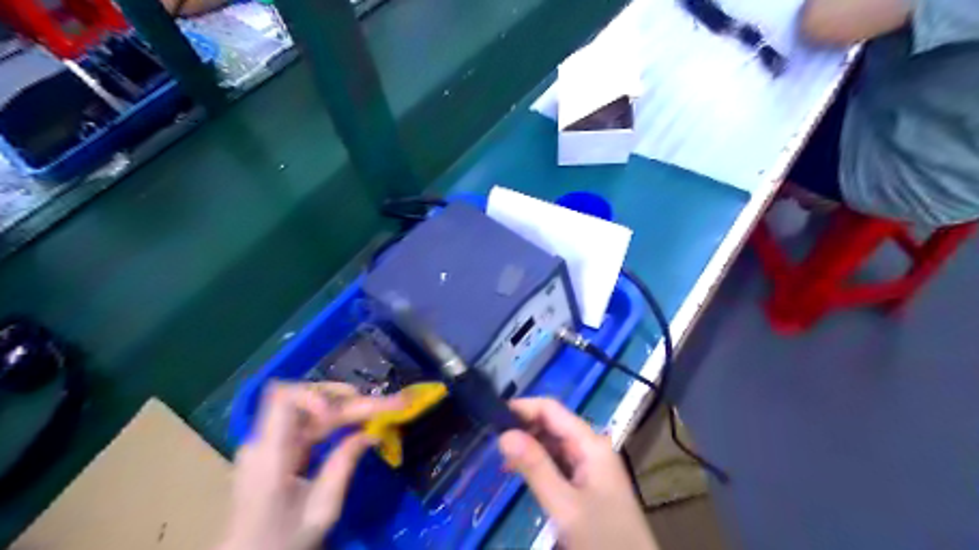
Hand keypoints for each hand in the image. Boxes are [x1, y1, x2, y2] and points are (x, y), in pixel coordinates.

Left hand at [220, 383, 402, 549]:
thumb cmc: (284, 542)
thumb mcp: (321, 509)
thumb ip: (344, 465)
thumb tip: (371, 432)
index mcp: (270, 455)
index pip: (283, 398)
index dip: (316, 393)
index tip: (343, 409)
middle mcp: (265, 441)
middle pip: (307, 403)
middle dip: (350, 401)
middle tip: (389, 404)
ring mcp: (268, 444)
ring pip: (310, 410)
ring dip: (346, 407)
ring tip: (378, 409)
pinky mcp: (275, 451)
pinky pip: (307, 424)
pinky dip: (334, 419)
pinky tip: (355, 422)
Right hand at [497, 397, 655, 549]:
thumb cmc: (603, 539)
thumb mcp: (565, 505)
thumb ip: (535, 467)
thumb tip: (504, 434)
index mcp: (590, 444)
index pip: (552, 410)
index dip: (523, 408)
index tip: (493, 417)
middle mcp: (591, 447)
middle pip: (553, 425)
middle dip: (524, 429)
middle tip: (493, 443)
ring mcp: (590, 465)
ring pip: (554, 445)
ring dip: (529, 448)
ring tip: (501, 459)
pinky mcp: (587, 483)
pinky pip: (558, 463)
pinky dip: (539, 464)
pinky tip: (521, 473)